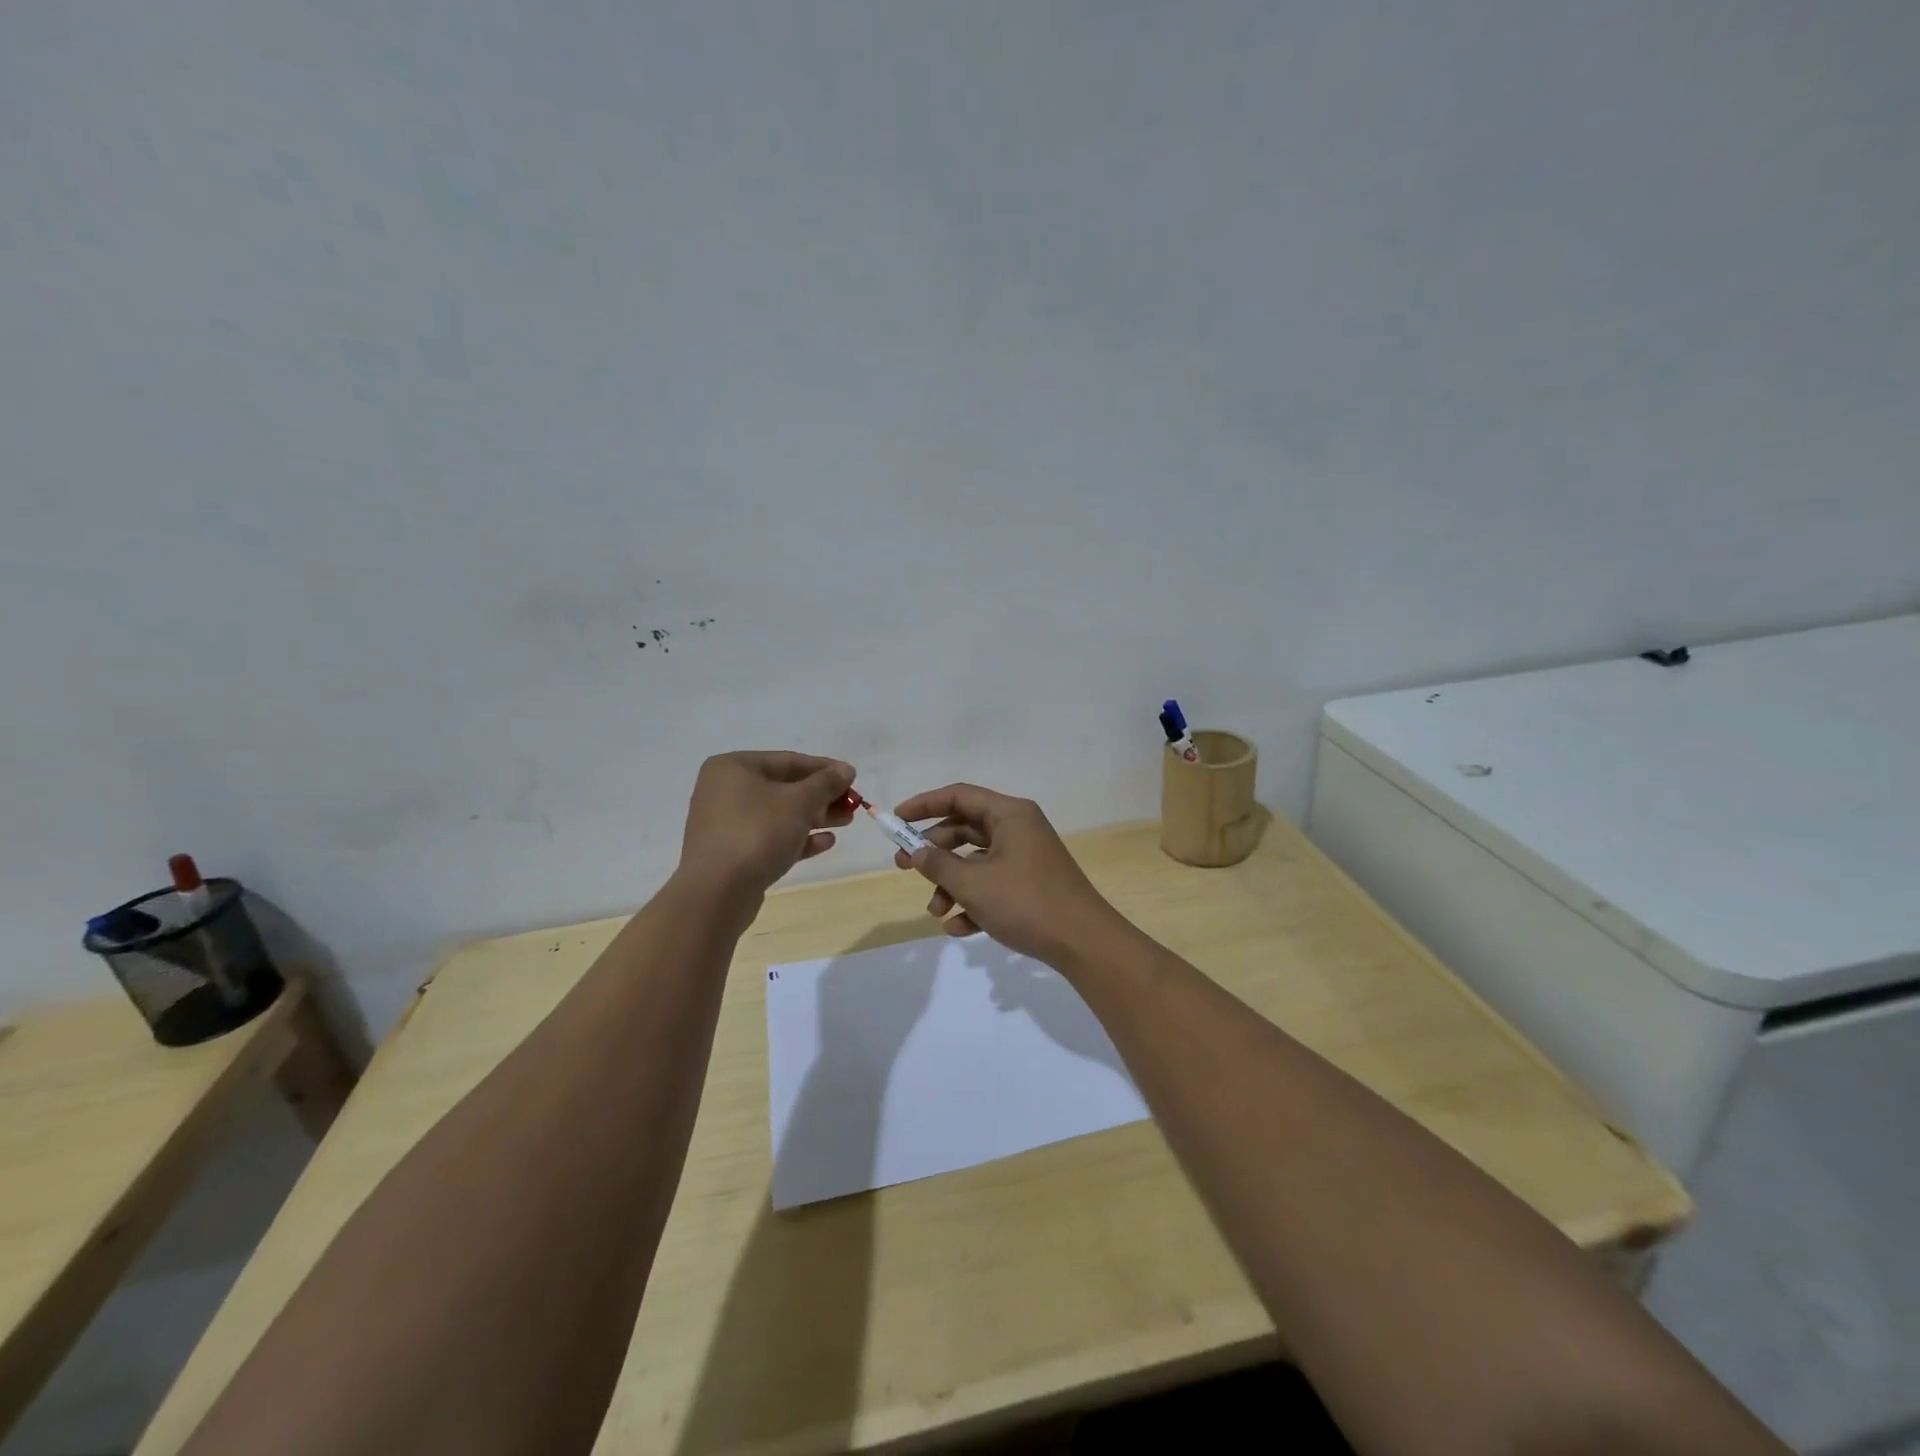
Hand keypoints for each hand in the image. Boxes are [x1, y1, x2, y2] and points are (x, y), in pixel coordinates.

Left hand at [678, 751, 856, 903]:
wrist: (717, 892)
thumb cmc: (758, 832)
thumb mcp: (799, 802)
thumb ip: (826, 783)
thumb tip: (846, 770)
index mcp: (734, 767)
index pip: (789, 761)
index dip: (825, 769)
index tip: (853, 778)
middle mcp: (725, 790)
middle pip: (784, 788)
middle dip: (822, 796)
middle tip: (852, 805)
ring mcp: (727, 824)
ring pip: (779, 815)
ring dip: (814, 817)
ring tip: (846, 822)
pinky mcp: (733, 853)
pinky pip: (770, 838)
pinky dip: (797, 838)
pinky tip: (825, 843)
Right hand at [890, 784, 1125, 966]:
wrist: (1083, 942)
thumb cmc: (1026, 902)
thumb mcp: (973, 884)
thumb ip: (938, 865)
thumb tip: (915, 852)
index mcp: (1010, 814)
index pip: (959, 796)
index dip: (924, 804)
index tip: (896, 820)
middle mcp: (1018, 829)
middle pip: (965, 829)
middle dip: (932, 851)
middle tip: (902, 867)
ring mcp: (1026, 858)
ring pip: (976, 861)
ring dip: (951, 884)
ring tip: (936, 912)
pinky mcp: (1030, 885)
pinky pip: (992, 885)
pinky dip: (973, 902)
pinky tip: (959, 929)